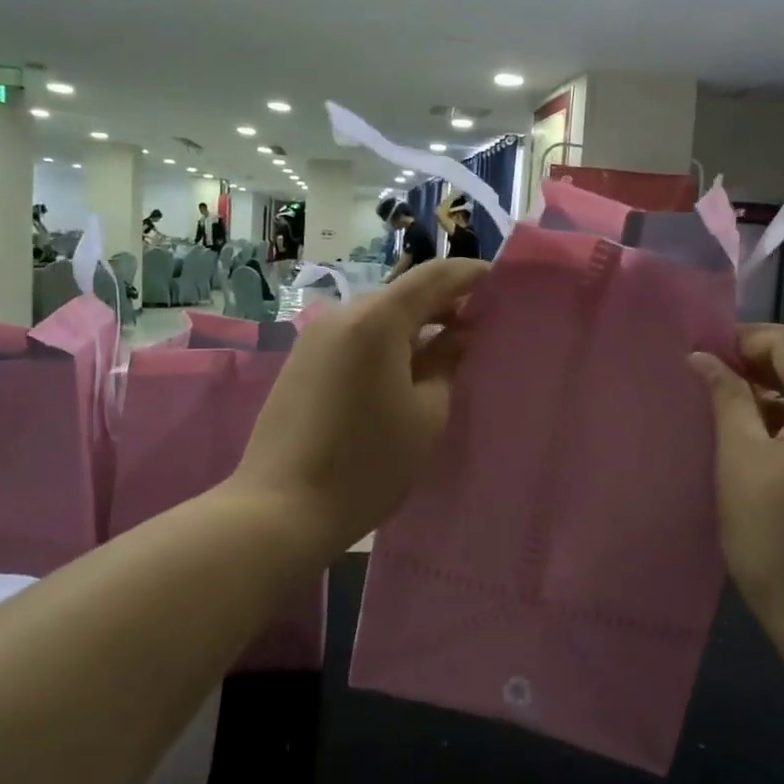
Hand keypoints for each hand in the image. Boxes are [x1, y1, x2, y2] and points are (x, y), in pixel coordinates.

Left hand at [231, 259, 486, 549]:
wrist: (281, 508)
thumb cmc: (368, 463)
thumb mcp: (426, 414)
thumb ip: (447, 361)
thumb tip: (460, 333)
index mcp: (377, 319)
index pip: (434, 276)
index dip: (471, 275)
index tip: (501, 287)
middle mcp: (343, 314)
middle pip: (404, 294)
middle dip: (444, 305)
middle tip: (479, 331)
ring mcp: (316, 337)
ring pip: (378, 316)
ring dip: (414, 327)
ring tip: (445, 356)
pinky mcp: (302, 361)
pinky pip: (355, 337)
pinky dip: (385, 343)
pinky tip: (402, 374)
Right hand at [690, 325, 783, 629]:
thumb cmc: (776, 539)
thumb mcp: (740, 461)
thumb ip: (727, 398)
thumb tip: (704, 358)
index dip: (746, 340)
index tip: (705, 357)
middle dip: (760, 365)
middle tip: (711, 383)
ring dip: (777, 394)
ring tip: (730, 412)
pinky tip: (764, 440)